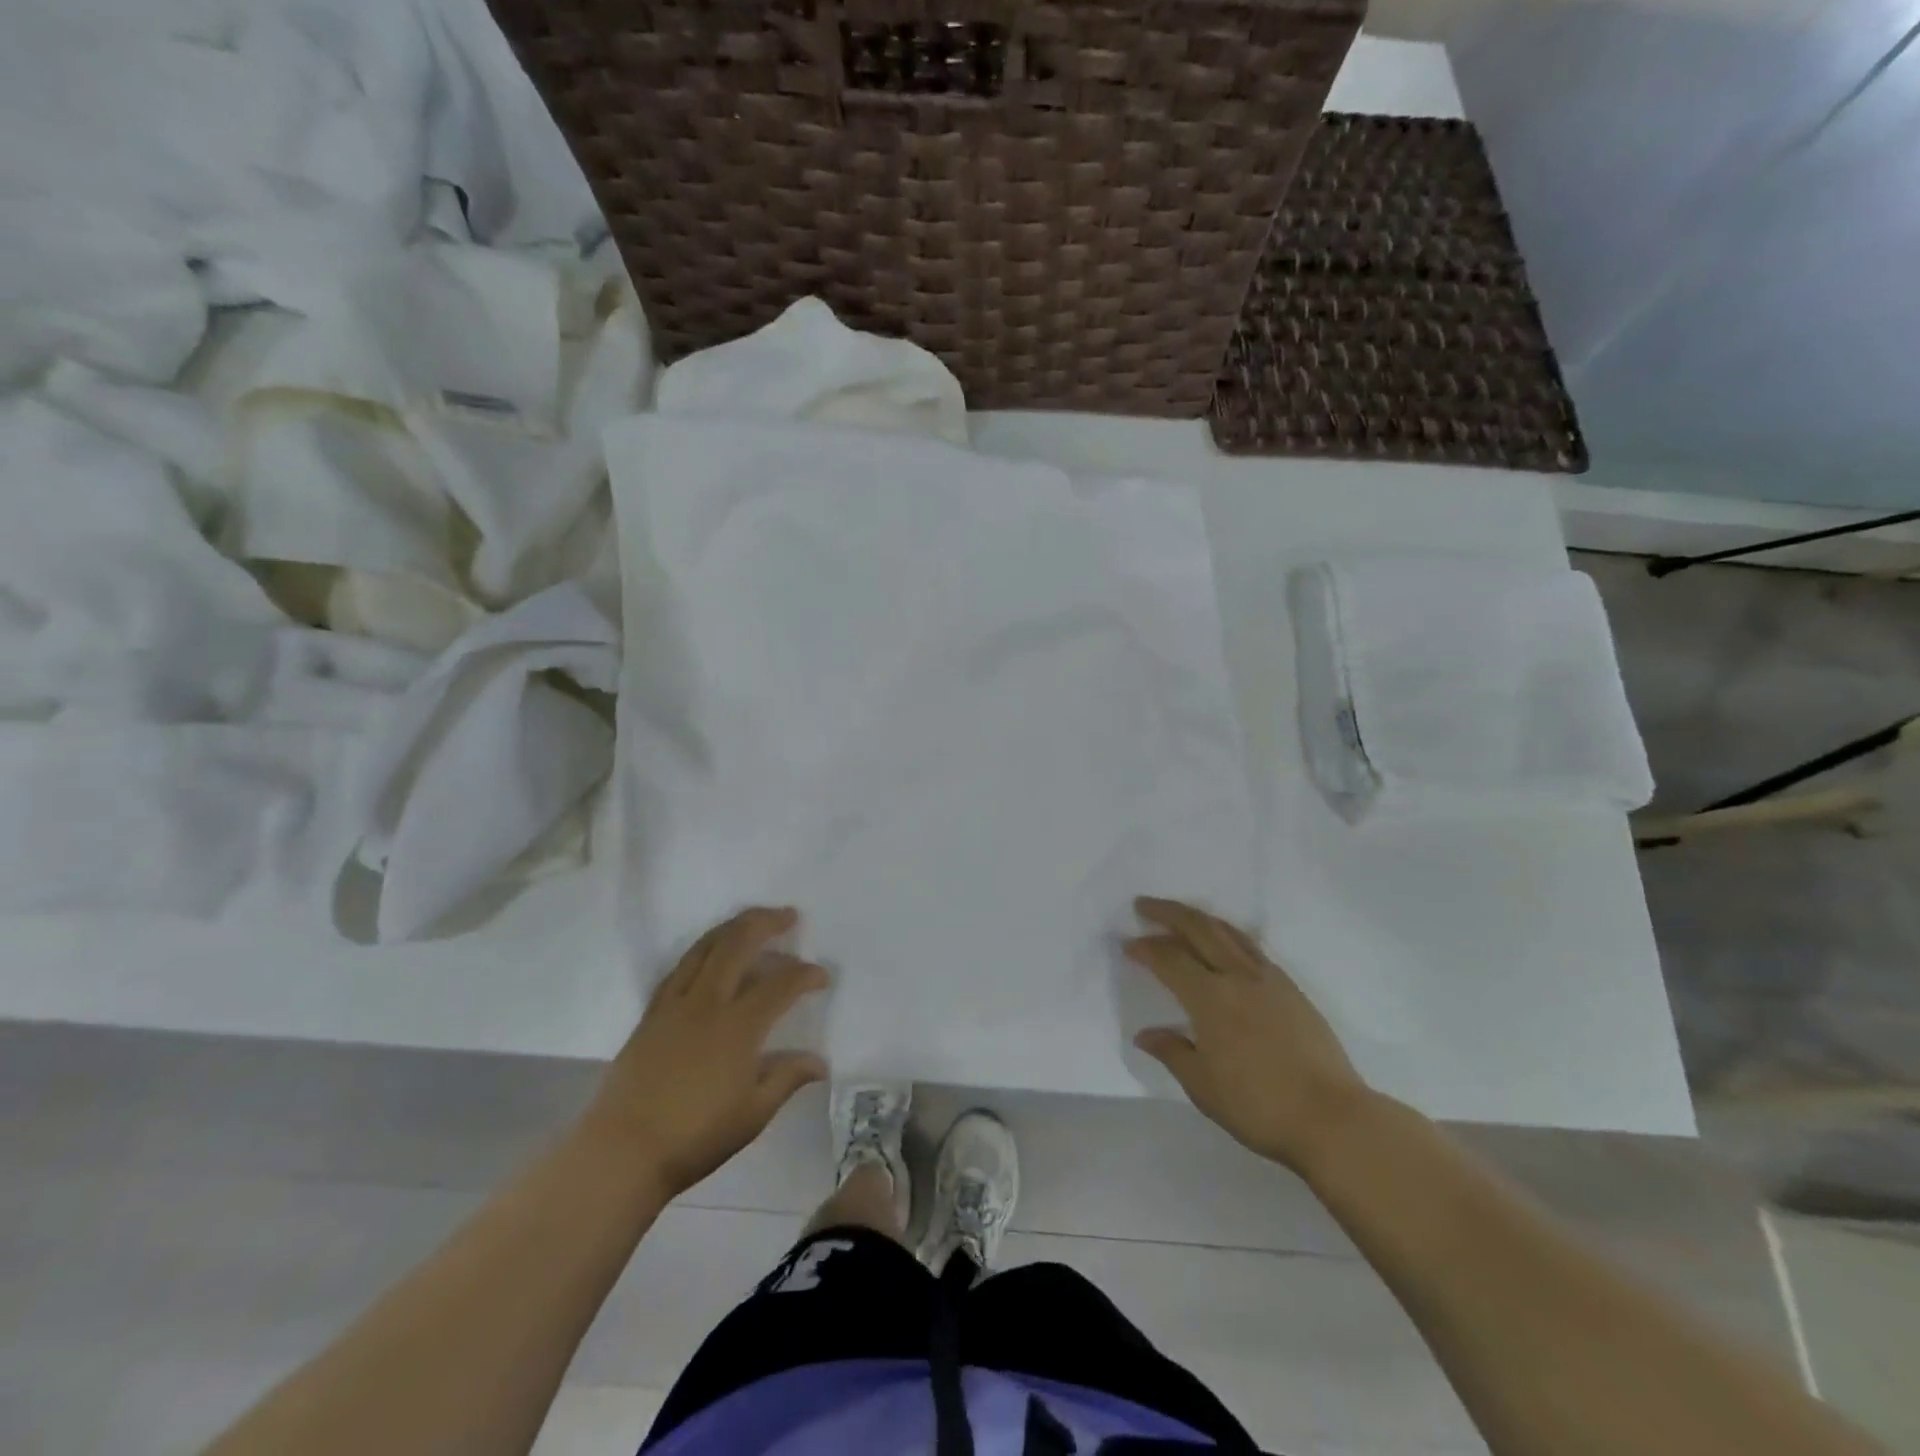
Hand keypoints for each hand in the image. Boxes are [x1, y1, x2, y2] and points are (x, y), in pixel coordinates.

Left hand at [583, 907, 829, 1197]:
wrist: (622, 1152)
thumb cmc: (695, 1136)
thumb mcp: (753, 1113)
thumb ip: (787, 1078)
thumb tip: (820, 1062)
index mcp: (738, 1026)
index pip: (780, 984)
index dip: (805, 975)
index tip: (822, 977)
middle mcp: (707, 1002)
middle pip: (738, 944)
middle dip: (767, 923)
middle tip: (789, 916)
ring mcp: (675, 1004)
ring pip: (706, 947)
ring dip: (733, 927)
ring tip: (752, 921)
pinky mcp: (652, 1013)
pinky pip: (680, 967)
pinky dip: (702, 950)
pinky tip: (710, 955)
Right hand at [1127, 896, 1373, 1176]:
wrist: (1333, 1119)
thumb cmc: (1259, 1106)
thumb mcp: (1203, 1086)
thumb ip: (1172, 1052)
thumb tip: (1145, 1034)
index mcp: (1211, 998)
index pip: (1169, 959)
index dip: (1146, 948)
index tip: (1128, 946)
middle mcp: (1238, 977)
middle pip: (1199, 929)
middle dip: (1168, 913)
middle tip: (1144, 905)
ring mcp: (1270, 980)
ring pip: (1229, 932)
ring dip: (1200, 919)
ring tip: (1182, 916)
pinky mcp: (1292, 990)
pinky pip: (1252, 948)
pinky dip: (1228, 936)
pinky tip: (1225, 946)